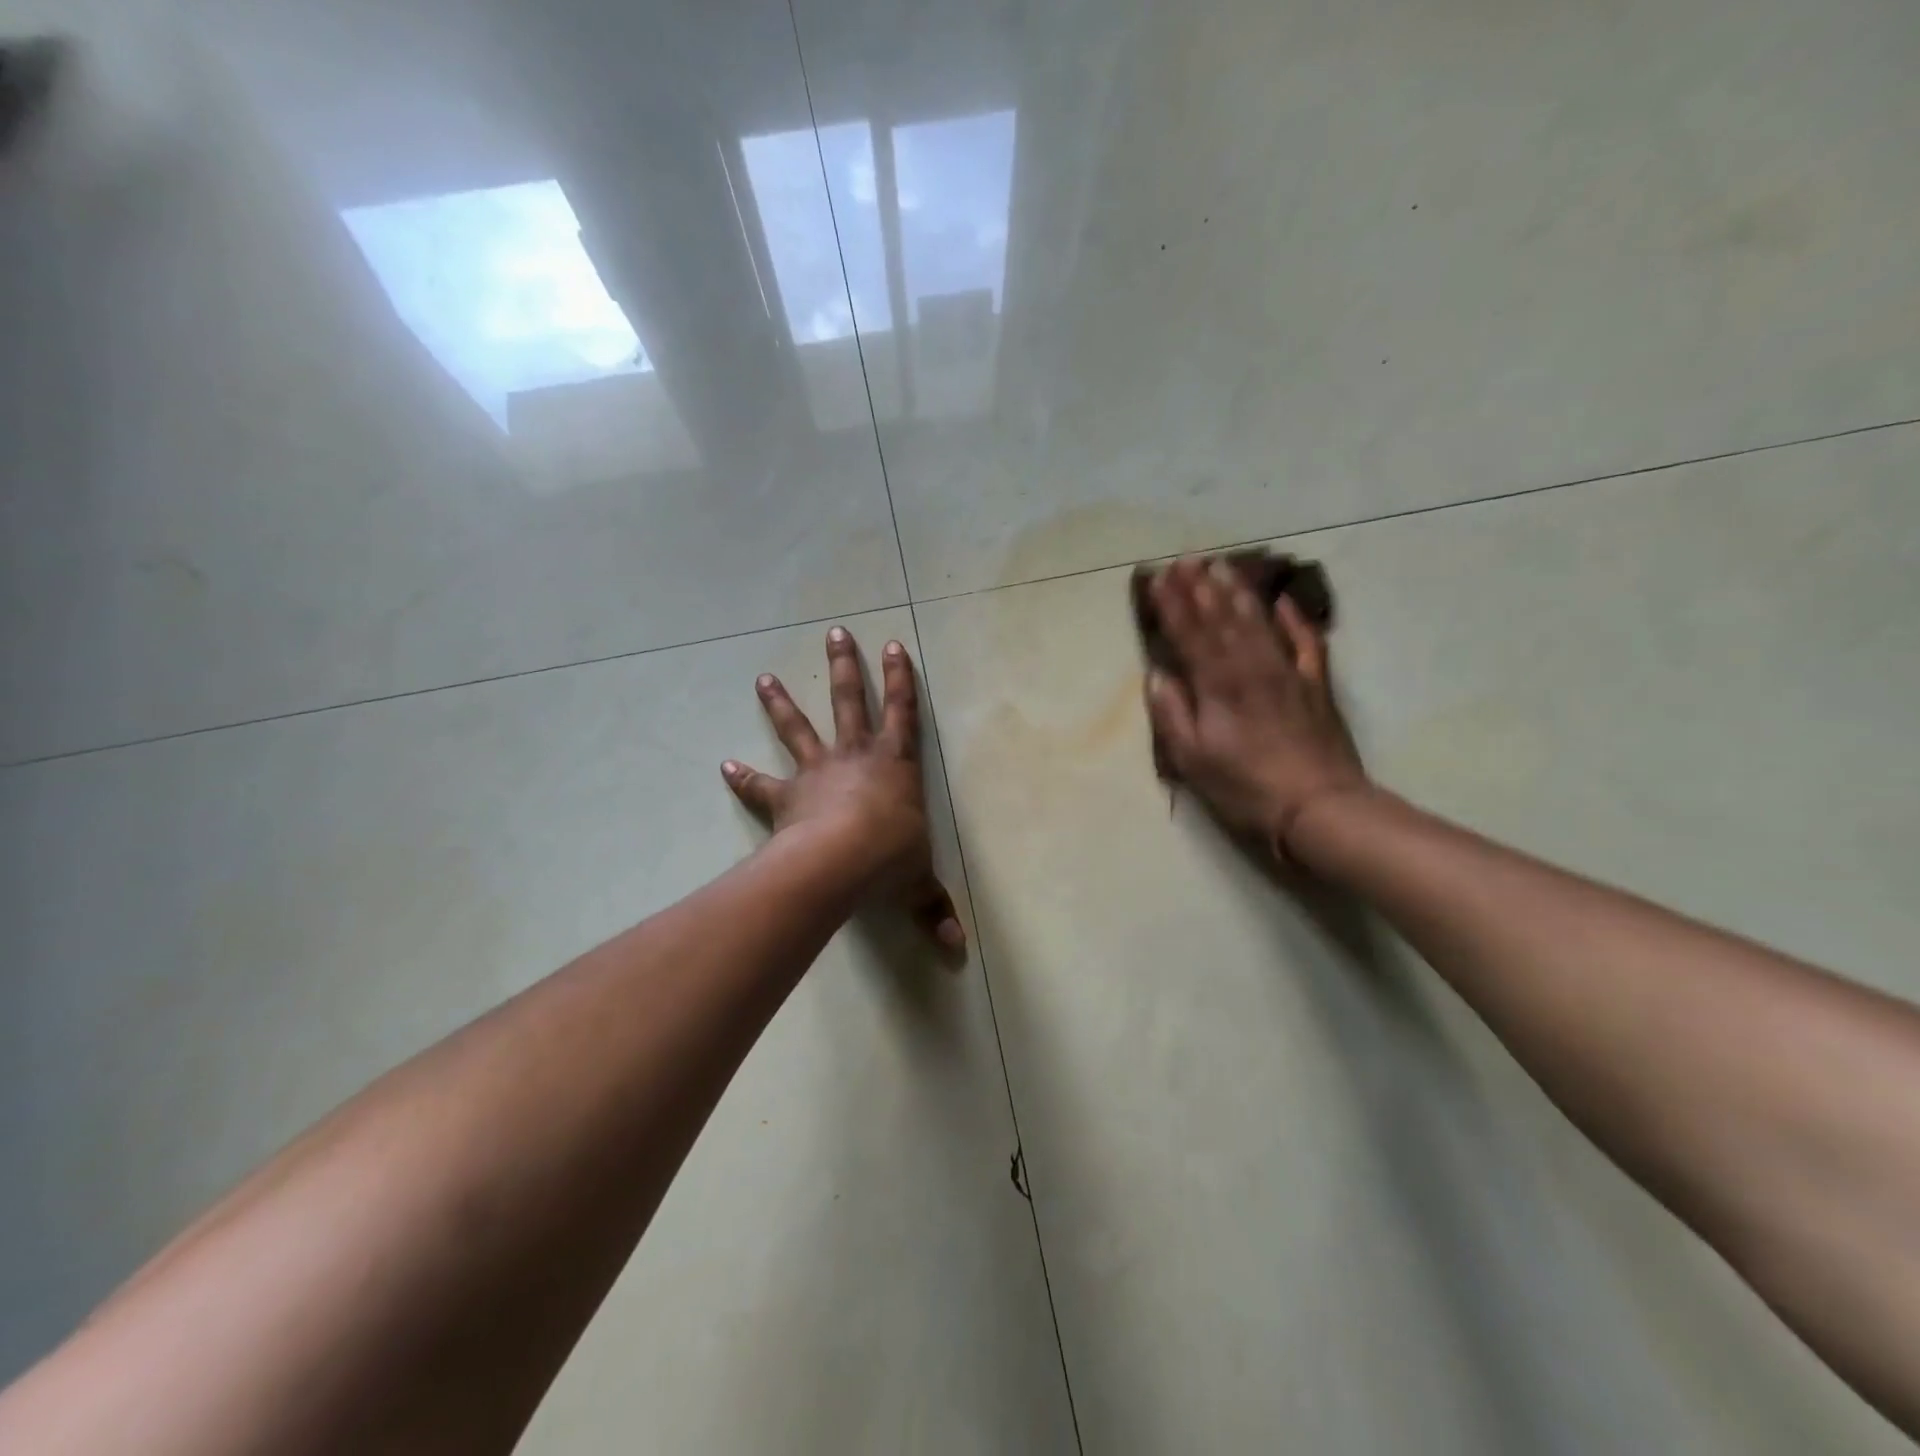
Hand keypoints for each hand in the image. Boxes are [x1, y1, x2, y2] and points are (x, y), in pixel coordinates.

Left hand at [723, 626, 965, 949]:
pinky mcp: (787, 797)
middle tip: (835, 633)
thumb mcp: (919, 885)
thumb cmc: (889, 859)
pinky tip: (724, 765)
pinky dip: (743, 776)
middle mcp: (856, 757)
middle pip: (850, 702)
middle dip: (844, 667)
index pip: (902, 713)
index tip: (894, 645)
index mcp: (895, 765)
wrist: (840, 862)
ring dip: (781, 703)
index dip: (901, 679)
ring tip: (762, 678)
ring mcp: (818, 773)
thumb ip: (934, 911)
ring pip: (798, 729)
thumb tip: (957, 952)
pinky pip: (762, 784)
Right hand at [1144, 557, 1371, 852]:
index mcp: (1218, 685)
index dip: (1172, 605)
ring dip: (1238, 591)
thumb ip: (1172, 714)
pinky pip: (1305, 641)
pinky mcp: (1315, 684)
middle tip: (1187, 558)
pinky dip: (1294, 618)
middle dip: (1201, 587)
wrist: (1319, 807)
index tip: (1158, 578)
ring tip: (1222, 566)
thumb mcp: (1193, 760)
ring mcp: (1287, 672)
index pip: (1190, 635)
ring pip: (1259, 621)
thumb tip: (1157, 675)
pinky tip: (1282, 601)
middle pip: (1222, 618)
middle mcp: (1251, 667)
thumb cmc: (1245, 787)